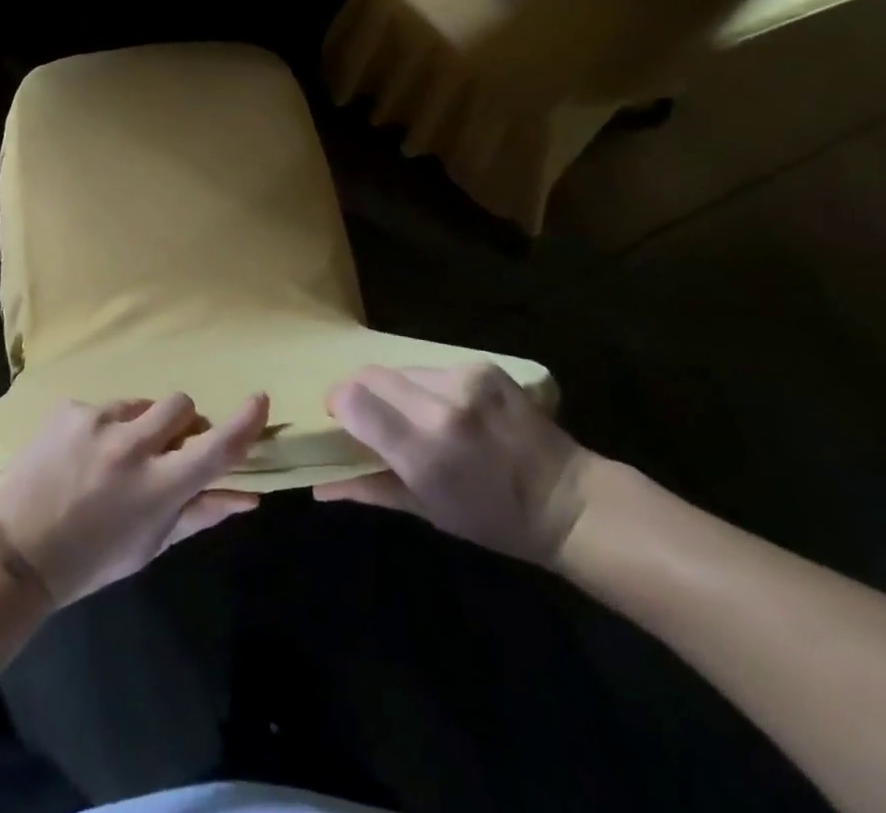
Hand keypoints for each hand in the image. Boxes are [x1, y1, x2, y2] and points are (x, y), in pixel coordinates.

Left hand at [0, 393, 269, 605]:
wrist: (17, 550)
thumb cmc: (92, 558)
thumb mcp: (151, 544)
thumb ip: (201, 513)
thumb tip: (249, 496)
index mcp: (157, 487)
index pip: (216, 447)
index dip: (245, 422)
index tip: (259, 400)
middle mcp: (131, 446)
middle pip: (181, 404)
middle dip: (182, 421)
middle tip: (165, 447)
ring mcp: (96, 421)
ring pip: (141, 404)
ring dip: (139, 425)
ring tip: (112, 459)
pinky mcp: (69, 409)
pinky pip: (103, 408)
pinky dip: (103, 427)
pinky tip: (82, 456)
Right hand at [315, 364, 589, 565]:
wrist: (568, 501)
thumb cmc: (493, 519)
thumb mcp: (427, 510)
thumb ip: (368, 489)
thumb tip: (317, 488)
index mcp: (424, 451)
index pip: (352, 400)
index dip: (339, 405)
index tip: (343, 421)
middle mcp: (440, 407)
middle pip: (369, 375)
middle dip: (361, 393)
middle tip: (373, 419)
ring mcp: (464, 380)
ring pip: (399, 369)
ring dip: (395, 389)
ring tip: (415, 417)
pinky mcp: (481, 366)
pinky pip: (431, 367)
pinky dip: (426, 385)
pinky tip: (448, 408)